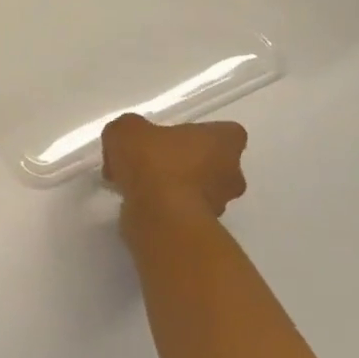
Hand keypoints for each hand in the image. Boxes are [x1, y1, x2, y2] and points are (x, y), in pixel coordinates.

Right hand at [100, 115, 247, 219]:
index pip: (226, 133)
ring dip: (175, 186)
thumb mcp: (127, 129)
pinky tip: (137, 203)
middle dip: (187, 163)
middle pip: (213, 163)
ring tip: (138, 185)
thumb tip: (130, 139)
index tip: (175, 137)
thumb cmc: (153, 162)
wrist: (158, 216)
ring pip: (198, 189)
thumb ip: (131, 129)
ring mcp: (221, 205)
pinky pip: (182, 210)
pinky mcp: (203, 228)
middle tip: (154, 161)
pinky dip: (165, 207)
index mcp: (225, 143)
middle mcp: (232, 173)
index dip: (202, 134)